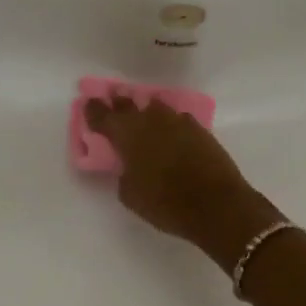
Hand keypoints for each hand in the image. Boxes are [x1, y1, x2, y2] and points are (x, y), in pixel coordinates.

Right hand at [84, 96, 282, 265]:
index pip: (103, 116)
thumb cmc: (165, 203)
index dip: (94, 110)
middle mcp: (150, 120)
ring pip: (156, 108)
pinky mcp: (200, 130)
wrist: (216, 204)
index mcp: (127, 134)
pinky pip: (177, 120)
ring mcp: (178, 122)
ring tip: (143, 115)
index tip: (89, 104)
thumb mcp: (131, 195)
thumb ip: (124, 174)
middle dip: (119, 104)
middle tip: (113, 101)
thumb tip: (130, 167)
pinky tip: (170, 131)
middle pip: (129, 104)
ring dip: (146, 111)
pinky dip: (169, 124)